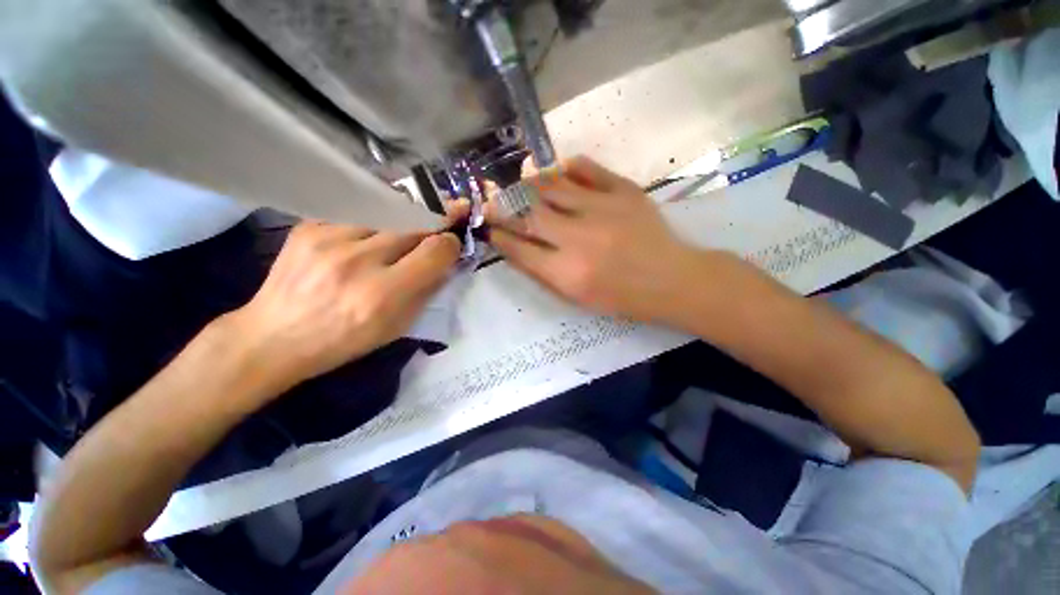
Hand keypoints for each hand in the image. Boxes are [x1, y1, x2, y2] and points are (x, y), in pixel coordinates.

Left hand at [228, 220, 461, 394]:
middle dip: (430, 228)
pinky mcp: (308, 227)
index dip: (451, 243)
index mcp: (383, 294)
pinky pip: (357, 215)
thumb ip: (428, 290)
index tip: (452, 244)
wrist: (275, 336)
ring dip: (401, 226)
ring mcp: (329, 238)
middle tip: (436, 230)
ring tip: (396, 240)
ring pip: (387, 216)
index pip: (435, 250)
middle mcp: (358, 261)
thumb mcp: (399, 326)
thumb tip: (446, 260)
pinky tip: (362, 242)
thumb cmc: (345, 340)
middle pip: (413, 226)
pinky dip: (370, 225)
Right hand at [488, 156, 703, 323]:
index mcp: (567, 272)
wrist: (670, 279)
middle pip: (529, 215)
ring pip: (552, 186)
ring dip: (530, 184)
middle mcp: (578, 238)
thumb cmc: (621, 297)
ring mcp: (602, 209)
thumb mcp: (577, 298)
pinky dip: (566, 167)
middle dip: (504, 208)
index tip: (489, 228)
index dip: (499, 237)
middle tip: (494, 202)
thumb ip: (543, 274)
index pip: (519, 249)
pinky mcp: (623, 191)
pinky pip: (586, 168)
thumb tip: (515, 248)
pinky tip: (558, 171)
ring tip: (521, 183)